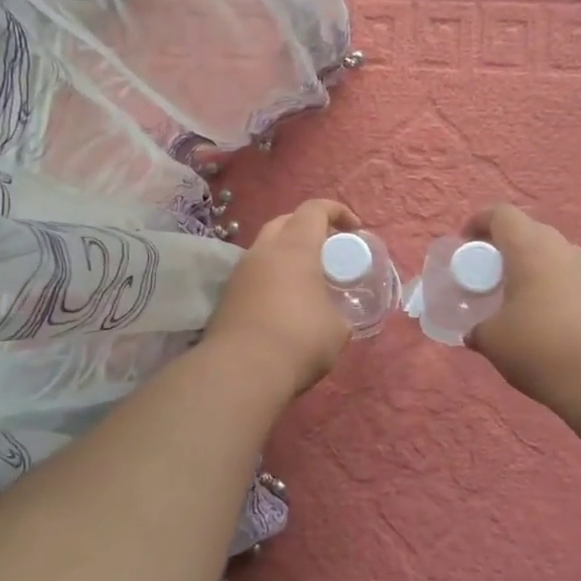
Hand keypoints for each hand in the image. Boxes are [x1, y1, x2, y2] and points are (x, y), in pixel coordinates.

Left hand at [202, 198, 358, 398]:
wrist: (240, 371)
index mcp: (295, 248)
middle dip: (308, 228)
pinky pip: (253, 273)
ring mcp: (240, 272)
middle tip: (327, 251)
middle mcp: (264, 251)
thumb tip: (332, 316)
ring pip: (265, 247)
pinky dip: (270, 277)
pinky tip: (282, 302)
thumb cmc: (299, 341)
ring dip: (286, 254)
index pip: (314, 209)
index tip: (354, 229)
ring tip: (305, 279)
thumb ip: (338, 312)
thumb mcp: (337, 329)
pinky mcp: (226, 295)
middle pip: (285, 221)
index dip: (336, 211)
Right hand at [463, 204, 580, 419]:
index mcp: (531, 248)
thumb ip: (479, 329)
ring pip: (557, 258)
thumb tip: (476, 332)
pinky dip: (559, 292)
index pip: (502, 214)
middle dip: (508, 248)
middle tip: (491, 274)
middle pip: (531, 233)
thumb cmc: (540, 348)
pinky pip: (576, 282)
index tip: (466, 241)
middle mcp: (565, 250)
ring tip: (522, 301)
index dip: (479, 222)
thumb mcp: (493, 341)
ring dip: (536, 270)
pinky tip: (552, 324)